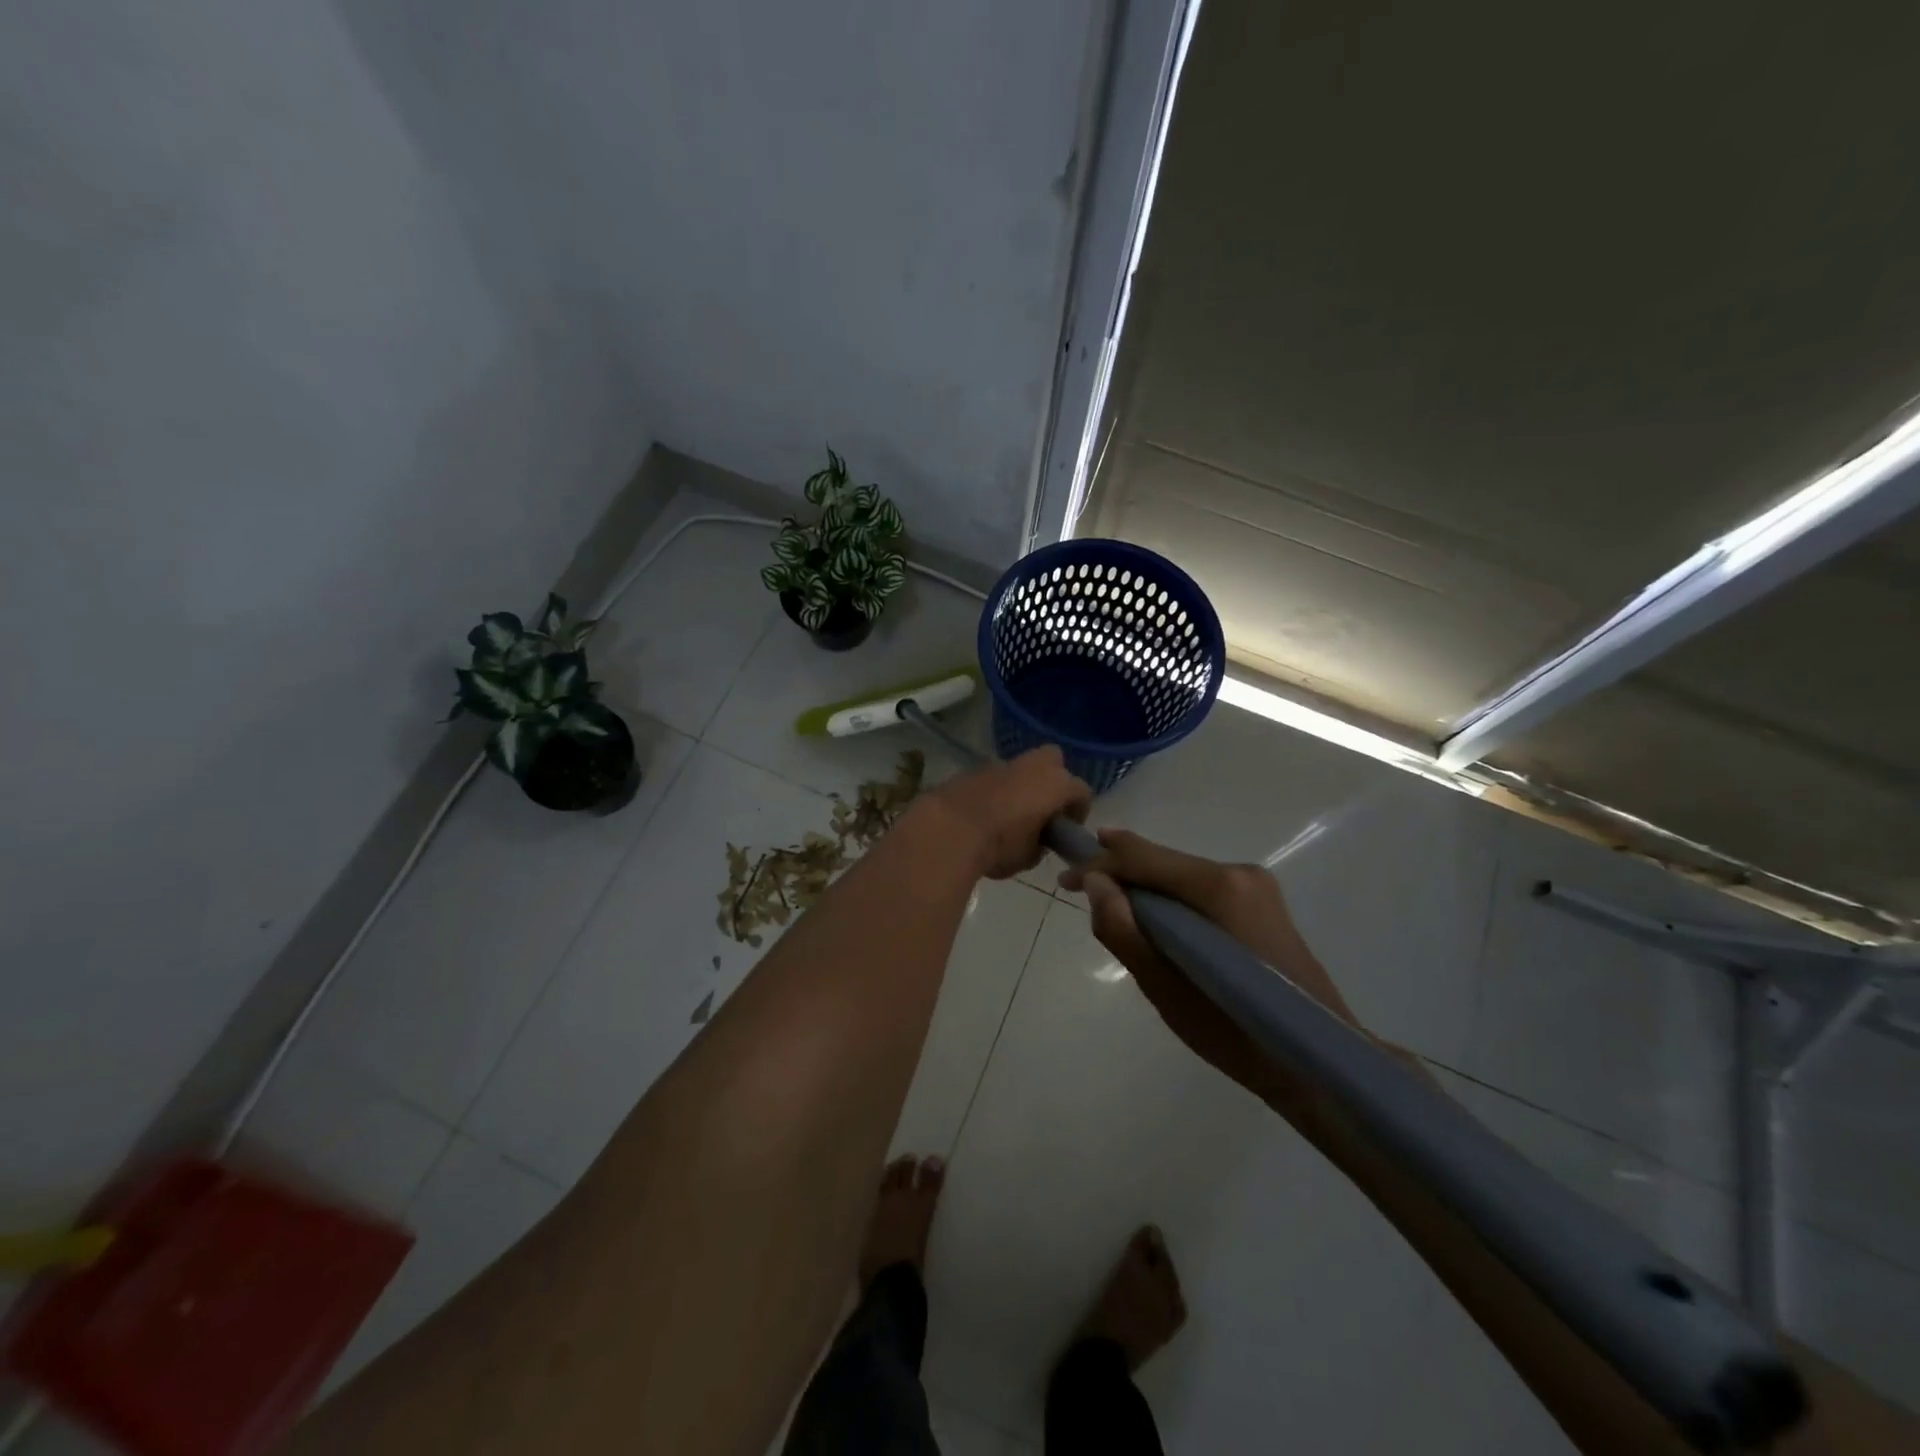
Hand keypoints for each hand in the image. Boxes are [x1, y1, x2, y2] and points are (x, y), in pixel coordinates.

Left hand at [916, 746, 1091, 879]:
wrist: (947, 830)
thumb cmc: (999, 845)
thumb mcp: (1028, 857)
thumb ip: (1040, 844)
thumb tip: (1037, 840)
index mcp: (1055, 784)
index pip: (1081, 791)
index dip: (1078, 811)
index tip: (1067, 829)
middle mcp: (1031, 766)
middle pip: (1054, 760)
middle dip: (1053, 780)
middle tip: (1043, 809)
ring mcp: (999, 764)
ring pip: (1020, 768)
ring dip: (1020, 786)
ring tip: (1008, 815)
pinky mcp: (972, 769)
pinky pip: (994, 777)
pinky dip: (994, 790)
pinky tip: (984, 813)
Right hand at [1060, 829, 1360, 1116]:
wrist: (1319, 1062)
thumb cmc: (1235, 1031)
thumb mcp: (1164, 987)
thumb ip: (1123, 929)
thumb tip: (1094, 883)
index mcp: (1219, 887)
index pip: (1144, 857)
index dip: (1099, 862)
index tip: (1064, 879)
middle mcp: (1240, 873)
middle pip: (1164, 863)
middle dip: (1121, 874)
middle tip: (1082, 892)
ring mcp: (1256, 887)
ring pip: (1181, 877)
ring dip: (1146, 890)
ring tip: (1115, 912)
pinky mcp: (1263, 905)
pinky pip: (1201, 892)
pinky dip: (1172, 903)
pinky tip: (1158, 925)